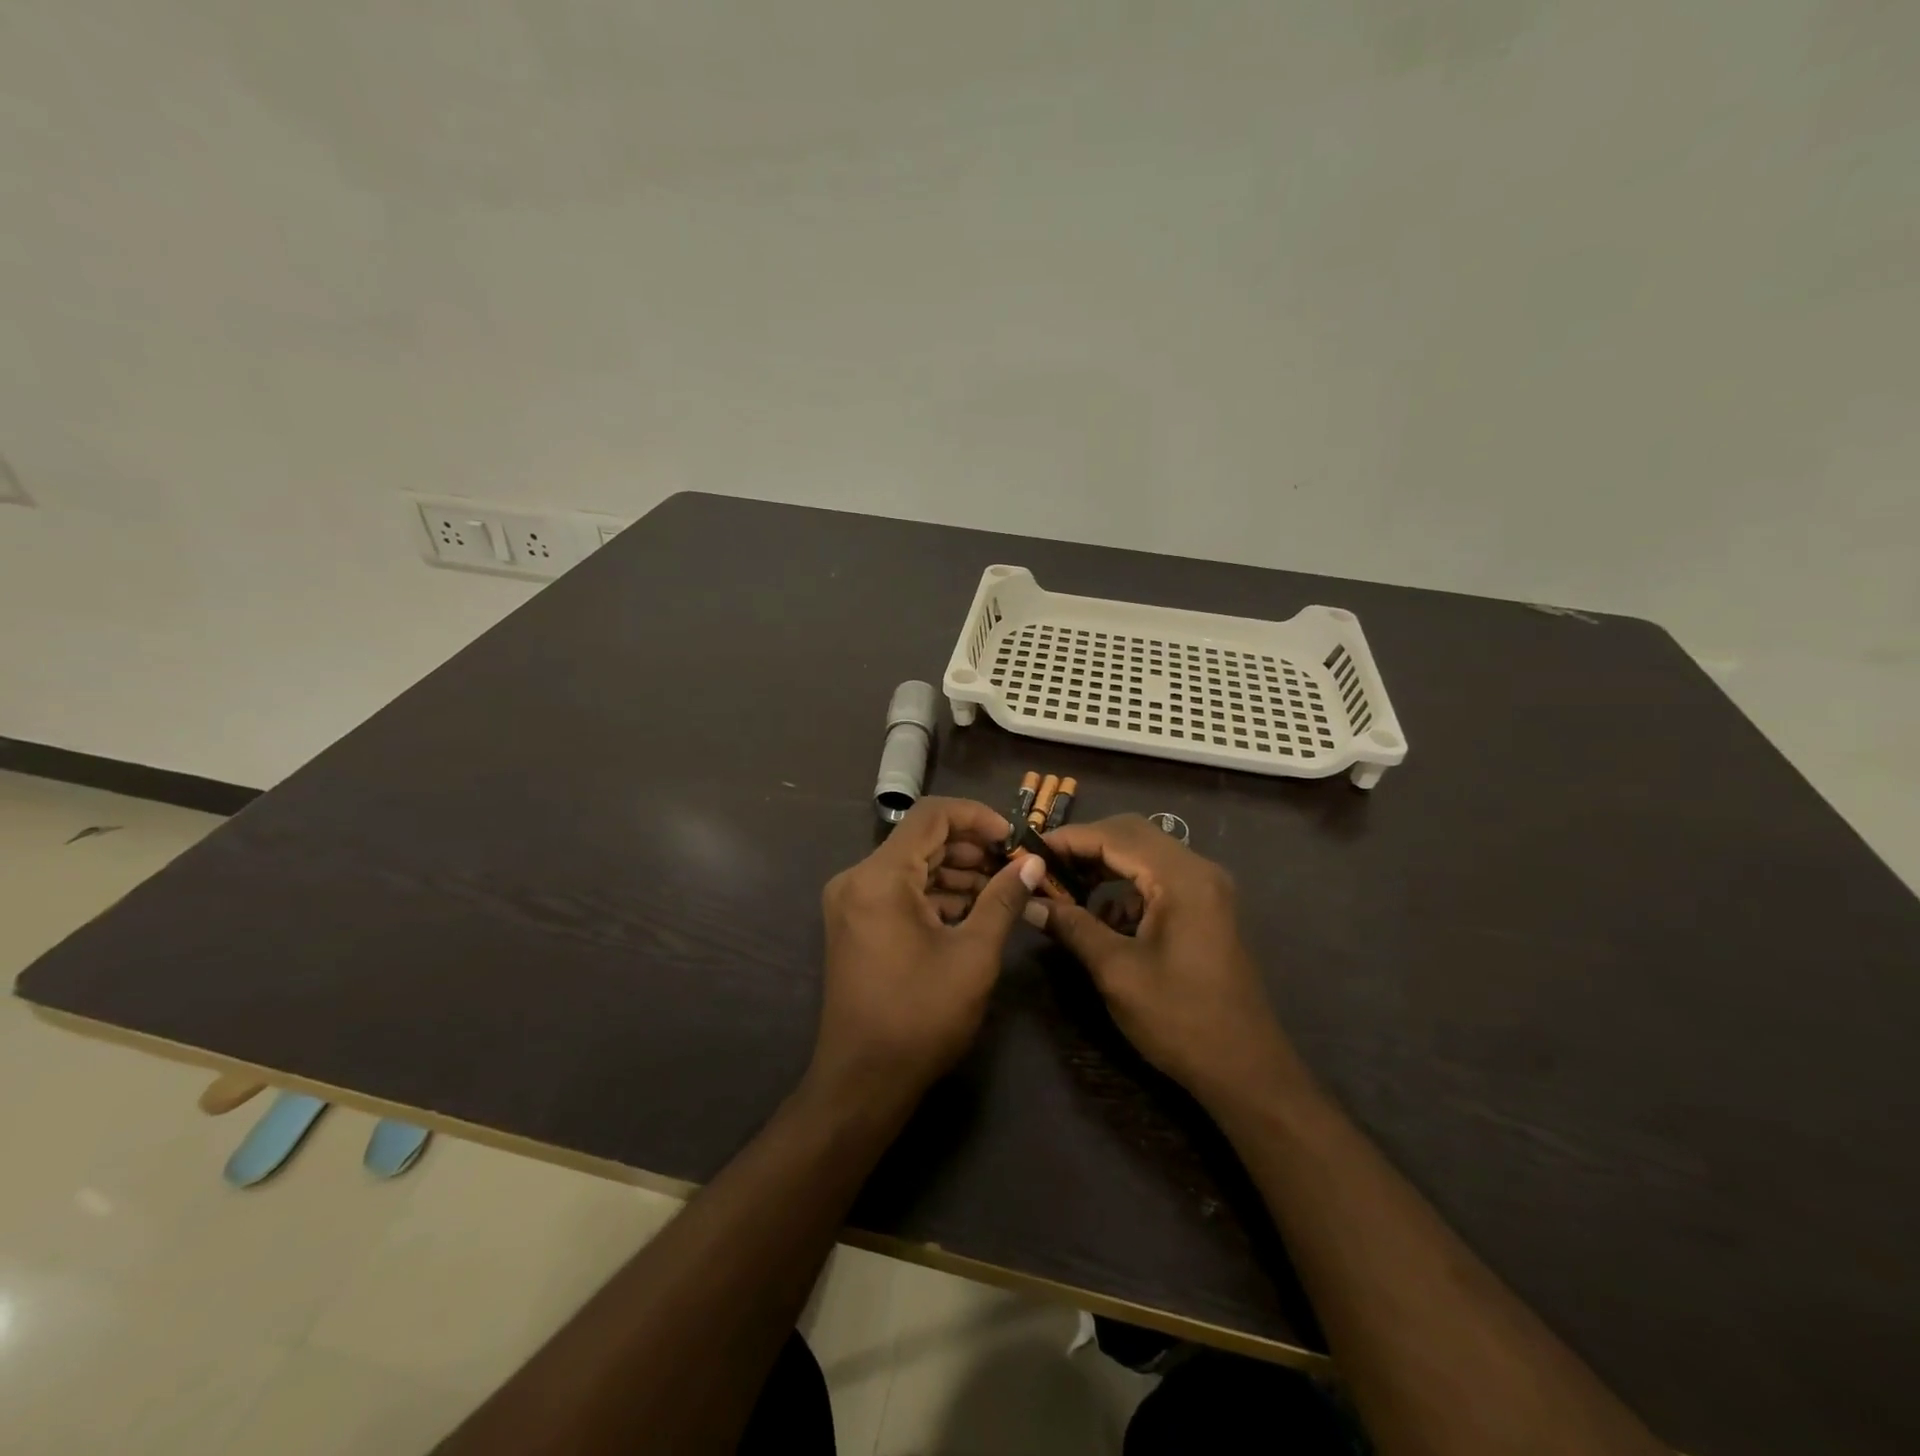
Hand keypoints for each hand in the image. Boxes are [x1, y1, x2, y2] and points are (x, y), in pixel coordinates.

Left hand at [810, 797, 1045, 1107]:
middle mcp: (858, 879)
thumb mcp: (974, 955)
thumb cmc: (921, 1017)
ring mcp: (853, 901)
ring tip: (1002, 889)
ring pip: (912, 865)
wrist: (863, 1081)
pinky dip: (936, 893)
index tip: (1013, 839)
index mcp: (879, 877)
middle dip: (971, 847)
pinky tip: (973, 910)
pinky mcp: (857, 923)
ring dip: (957, 871)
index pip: (931, 815)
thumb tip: (1033, 863)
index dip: (977, 817)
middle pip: (921, 839)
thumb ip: (1003, 900)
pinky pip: (900, 891)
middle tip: (1014, 866)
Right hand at [1034, 815, 1301, 1105]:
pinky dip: (1124, 888)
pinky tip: (1100, 917)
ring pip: (1143, 855)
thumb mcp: (1117, 972)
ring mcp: (1205, 889)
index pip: (1115, 835)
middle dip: (1084, 847)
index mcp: (1182, 878)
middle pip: (1131, 835)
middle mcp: (1198, 870)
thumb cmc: (1180, 1019)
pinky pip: (1157, 880)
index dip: (1068, 839)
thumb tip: (1028, 902)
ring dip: (1103, 865)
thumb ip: (1073, 927)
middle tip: (1043, 866)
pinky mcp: (1205, 908)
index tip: (1027, 851)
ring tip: (1063, 888)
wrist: (1246, 1070)